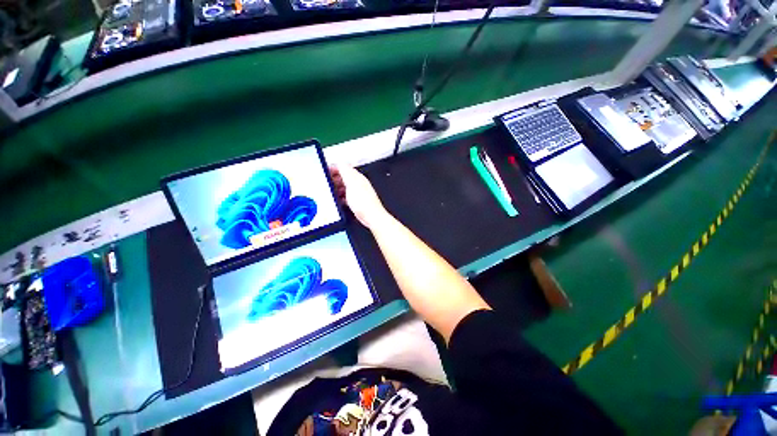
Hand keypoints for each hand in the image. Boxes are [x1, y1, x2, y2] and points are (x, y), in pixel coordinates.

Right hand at [330, 165, 388, 229]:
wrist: (372, 217)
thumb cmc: (364, 202)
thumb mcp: (351, 183)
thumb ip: (345, 172)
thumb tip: (339, 163)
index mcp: (357, 177)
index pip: (343, 167)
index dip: (333, 168)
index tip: (325, 172)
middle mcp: (359, 183)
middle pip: (344, 177)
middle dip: (333, 179)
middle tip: (326, 183)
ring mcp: (358, 193)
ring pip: (345, 187)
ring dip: (336, 188)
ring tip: (331, 192)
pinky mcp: (357, 201)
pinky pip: (347, 196)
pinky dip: (341, 197)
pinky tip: (338, 201)